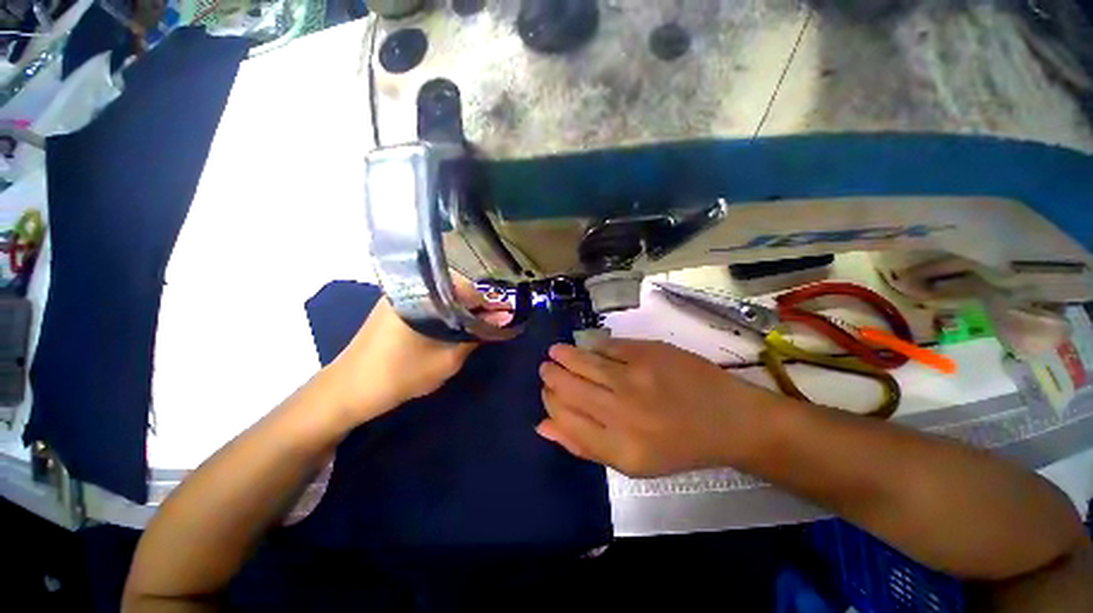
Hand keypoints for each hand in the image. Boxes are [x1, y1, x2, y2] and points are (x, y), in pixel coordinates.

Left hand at [322, 277, 511, 424]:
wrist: (348, 390)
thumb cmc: (399, 375)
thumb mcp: (447, 360)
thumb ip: (476, 336)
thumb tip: (501, 320)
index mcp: (423, 295)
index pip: (469, 289)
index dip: (490, 303)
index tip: (503, 318)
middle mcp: (411, 287)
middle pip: (456, 287)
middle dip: (477, 305)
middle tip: (488, 325)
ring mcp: (399, 294)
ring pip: (443, 294)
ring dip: (461, 308)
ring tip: (473, 327)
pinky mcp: (393, 306)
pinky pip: (429, 301)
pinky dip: (445, 311)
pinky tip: (450, 326)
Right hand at [538, 339, 777, 476]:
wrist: (728, 419)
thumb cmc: (678, 446)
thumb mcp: (631, 463)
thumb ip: (583, 445)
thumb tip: (542, 425)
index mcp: (618, 447)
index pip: (564, 419)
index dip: (549, 403)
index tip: (547, 393)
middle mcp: (622, 412)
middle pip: (569, 388)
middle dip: (551, 376)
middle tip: (547, 369)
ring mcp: (635, 377)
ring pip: (583, 362)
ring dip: (563, 356)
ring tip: (555, 353)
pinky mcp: (647, 352)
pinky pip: (606, 346)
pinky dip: (591, 347)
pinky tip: (586, 348)